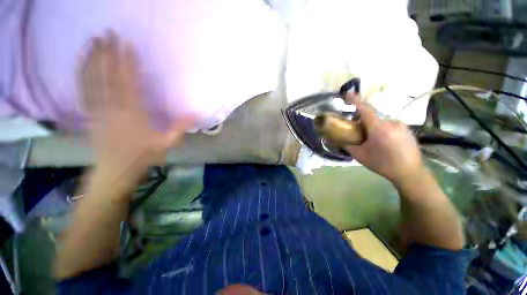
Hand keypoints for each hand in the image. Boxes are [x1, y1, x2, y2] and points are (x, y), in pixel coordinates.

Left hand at [80, 32, 192, 188]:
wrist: (115, 170)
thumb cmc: (142, 157)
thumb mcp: (165, 144)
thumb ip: (179, 129)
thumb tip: (195, 114)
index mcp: (133, 115)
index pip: (128, 84)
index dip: (127, 63)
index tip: (127, 44)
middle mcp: (112, 109)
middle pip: (107, 76)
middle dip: (108, 53)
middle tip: (108, 32)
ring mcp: (97, 110)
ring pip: (92, 80)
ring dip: (92, 58)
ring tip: (94, 39)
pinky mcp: (89, 114)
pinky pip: (83, 90)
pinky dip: (81, 73)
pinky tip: (82, 61)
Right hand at [344, 95, 425, 185]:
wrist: (411, 173)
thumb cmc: (383, 164)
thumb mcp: (360, 156)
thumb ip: (346, 145)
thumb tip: (333, 139)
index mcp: (379, 128)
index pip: (365, 109)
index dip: (355, 100)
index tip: (347, 94)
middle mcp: (391, 122)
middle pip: (371, 116)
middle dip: (362, 122)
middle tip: (356, 132)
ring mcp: (401, 125)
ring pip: (380, 121)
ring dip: (372, 127)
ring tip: (370, 140)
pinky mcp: (406, 129)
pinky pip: (389, 125)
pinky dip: (381, 129)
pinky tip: (382, 142)